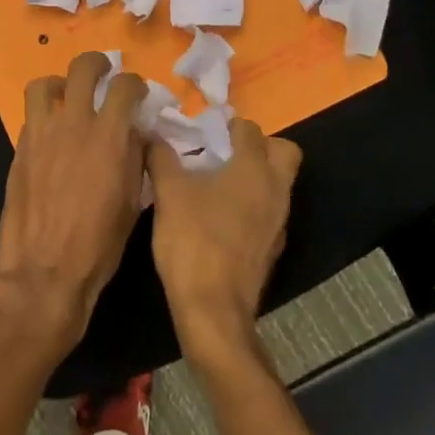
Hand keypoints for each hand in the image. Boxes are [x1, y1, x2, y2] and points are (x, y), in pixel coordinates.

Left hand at [0, 52, 147, 354]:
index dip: (135, 84)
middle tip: (104, 72)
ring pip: (43, 84)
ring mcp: (41, 135)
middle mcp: (73, 125)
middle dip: (97, 63)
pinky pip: (31, 117)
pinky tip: (53, 133)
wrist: (45, 271)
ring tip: (68, 94)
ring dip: (60, 82)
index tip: (137, 92)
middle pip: (82, 69)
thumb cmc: (99, 244)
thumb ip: (134, 157)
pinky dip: (44, 115)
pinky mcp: (19, 150)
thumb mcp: (131, 201)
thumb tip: (135, 132)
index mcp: (108, 137)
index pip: (124, 87)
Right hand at [148, 119, 301, 371]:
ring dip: (256, 176)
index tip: (203, 132)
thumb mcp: (168, 192)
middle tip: (225, 153)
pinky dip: (253, 205)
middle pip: (283, 151)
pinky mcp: (273, 247)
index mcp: (254, 169)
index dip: (227, 126)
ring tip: (217, 183)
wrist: (213, 309)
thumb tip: (151, 132)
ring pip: (278, 183)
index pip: (250, 129)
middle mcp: (276, 189)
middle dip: (259, 146)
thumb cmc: (193, 241)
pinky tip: (222, 216)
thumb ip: (161, 156)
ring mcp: (279, 221)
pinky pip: (270, 211)